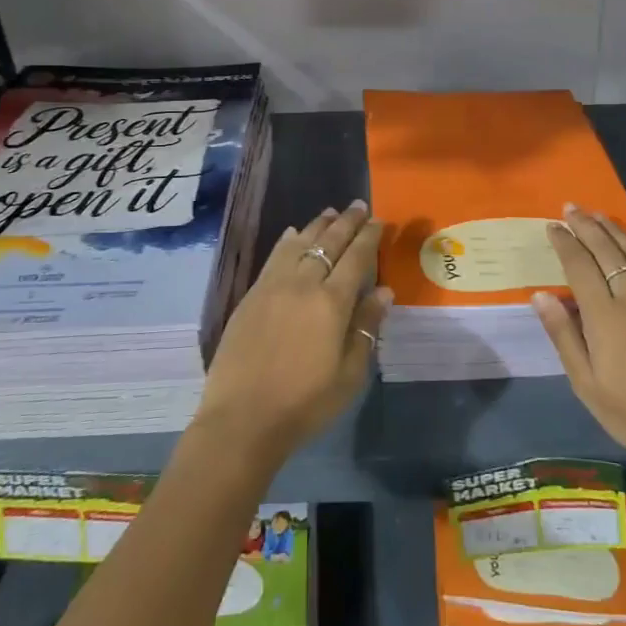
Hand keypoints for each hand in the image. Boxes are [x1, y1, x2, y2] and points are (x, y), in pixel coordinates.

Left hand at [196, 201, 390, 469]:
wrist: (242, 419)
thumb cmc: (305, 403)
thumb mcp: (349, 374)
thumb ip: (366, 328)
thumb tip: (383, 291)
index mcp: (332, 303)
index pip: (356, 258)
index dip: (369, 237)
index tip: (379, 220)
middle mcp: (303, 285)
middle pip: (328, 244)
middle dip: (346, 222)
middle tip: (359, 206)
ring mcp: (273, 287)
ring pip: (299, 244)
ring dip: (317, 225)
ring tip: (330, 212)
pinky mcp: (251, 296)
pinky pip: (273, 258)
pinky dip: (287, 241)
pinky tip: (293, 234)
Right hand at [533, 205, 625, 526]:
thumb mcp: (585, 383)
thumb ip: (563, 335)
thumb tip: (541, 295)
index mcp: (604, 316)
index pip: (579, 266)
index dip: (564, 243)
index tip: (553, 226)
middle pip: (607, 251)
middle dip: (586, 227)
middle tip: (571, 208)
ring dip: (614, 230)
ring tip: (597, 214)